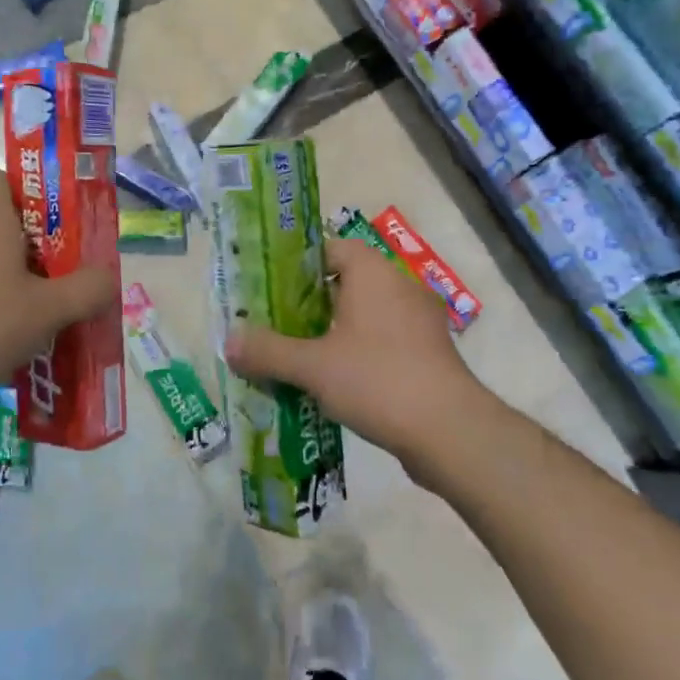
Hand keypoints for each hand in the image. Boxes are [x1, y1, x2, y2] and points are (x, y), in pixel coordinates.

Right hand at [224, 239, 489, 467]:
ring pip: (364, 316)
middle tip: (274, 325)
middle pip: (345, 283)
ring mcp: (418, 322)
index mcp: (373, 273)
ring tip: (297, 356)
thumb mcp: (312, 366)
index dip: (298, 266)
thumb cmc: (377, 379)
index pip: (331, 249)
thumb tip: (228, 341)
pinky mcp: (428, 354)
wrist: (450, 431)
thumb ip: (268, 351)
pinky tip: (334, 383)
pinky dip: (357, 354)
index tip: (270, 290)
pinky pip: (383, 342)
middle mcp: (399, 286)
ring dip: (332, 333)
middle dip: (309, 305)